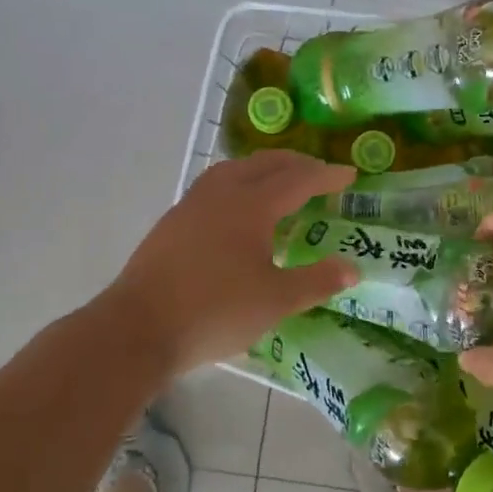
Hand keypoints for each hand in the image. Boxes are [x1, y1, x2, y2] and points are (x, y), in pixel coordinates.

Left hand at [108, 151, 358, 373]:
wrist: (140, 327)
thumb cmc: (215, 311)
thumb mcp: (276, 300)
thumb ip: (316, 281)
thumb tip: (353, 268)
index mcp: (251, 205)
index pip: (298, 180)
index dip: (326, 176)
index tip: (349, 175)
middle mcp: (221, 194)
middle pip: (264, 164)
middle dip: (296, 164)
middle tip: (319, 173)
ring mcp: (191, 205)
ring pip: (233, 170)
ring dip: (262, 169)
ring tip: (278, 182)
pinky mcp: (172, 223)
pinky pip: (213, 187)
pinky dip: (237, 184)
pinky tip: (237, 210)